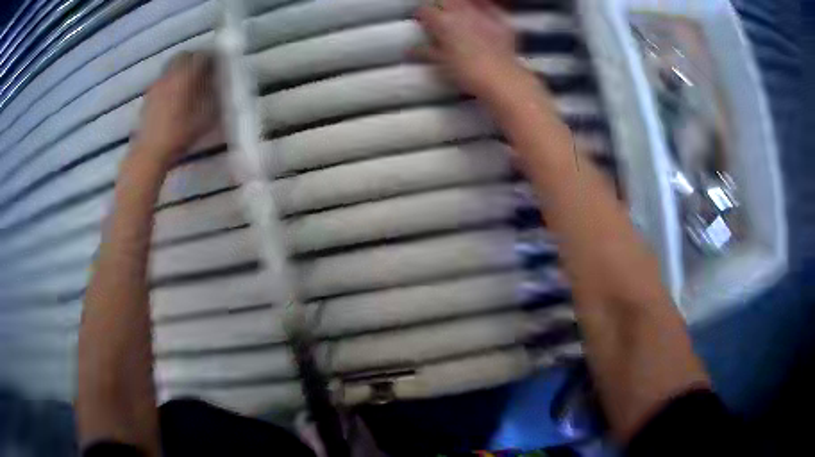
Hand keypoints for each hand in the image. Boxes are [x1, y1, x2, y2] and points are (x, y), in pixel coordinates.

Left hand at [135, 51, 217, 163]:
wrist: (150, 152)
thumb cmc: (179, 135)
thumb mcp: (206, 118)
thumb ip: (214, 97)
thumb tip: (218, 85)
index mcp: (185, 76)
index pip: (202, 56)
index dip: (212, 58)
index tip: (218, 64)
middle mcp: (170, 75)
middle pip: (184, 55)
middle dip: (194, 59)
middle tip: (202, 70)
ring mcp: (157, 84)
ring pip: (171, 66)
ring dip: (181, 69)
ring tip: (188, 83)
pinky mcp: (149, 96)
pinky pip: (163, 80)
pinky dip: (171, 81)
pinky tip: (174, 97)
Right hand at [414, 0, 519, 96]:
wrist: (500, 78)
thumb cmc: (467, 72)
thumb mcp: (441, 63)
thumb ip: (425, 52)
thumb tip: (410, 49)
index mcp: (442, 22)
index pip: (425, 11)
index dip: (422, 16)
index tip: (422, 22)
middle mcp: (461, 13)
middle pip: (445, 0)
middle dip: (440, 6)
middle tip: (440, 17)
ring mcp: (481, 14)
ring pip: (466, 1)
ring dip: (460, 6)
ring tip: (459, 15)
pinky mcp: (499, 20)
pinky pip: (489, 7)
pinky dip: (483, 7)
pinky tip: (481, 16)